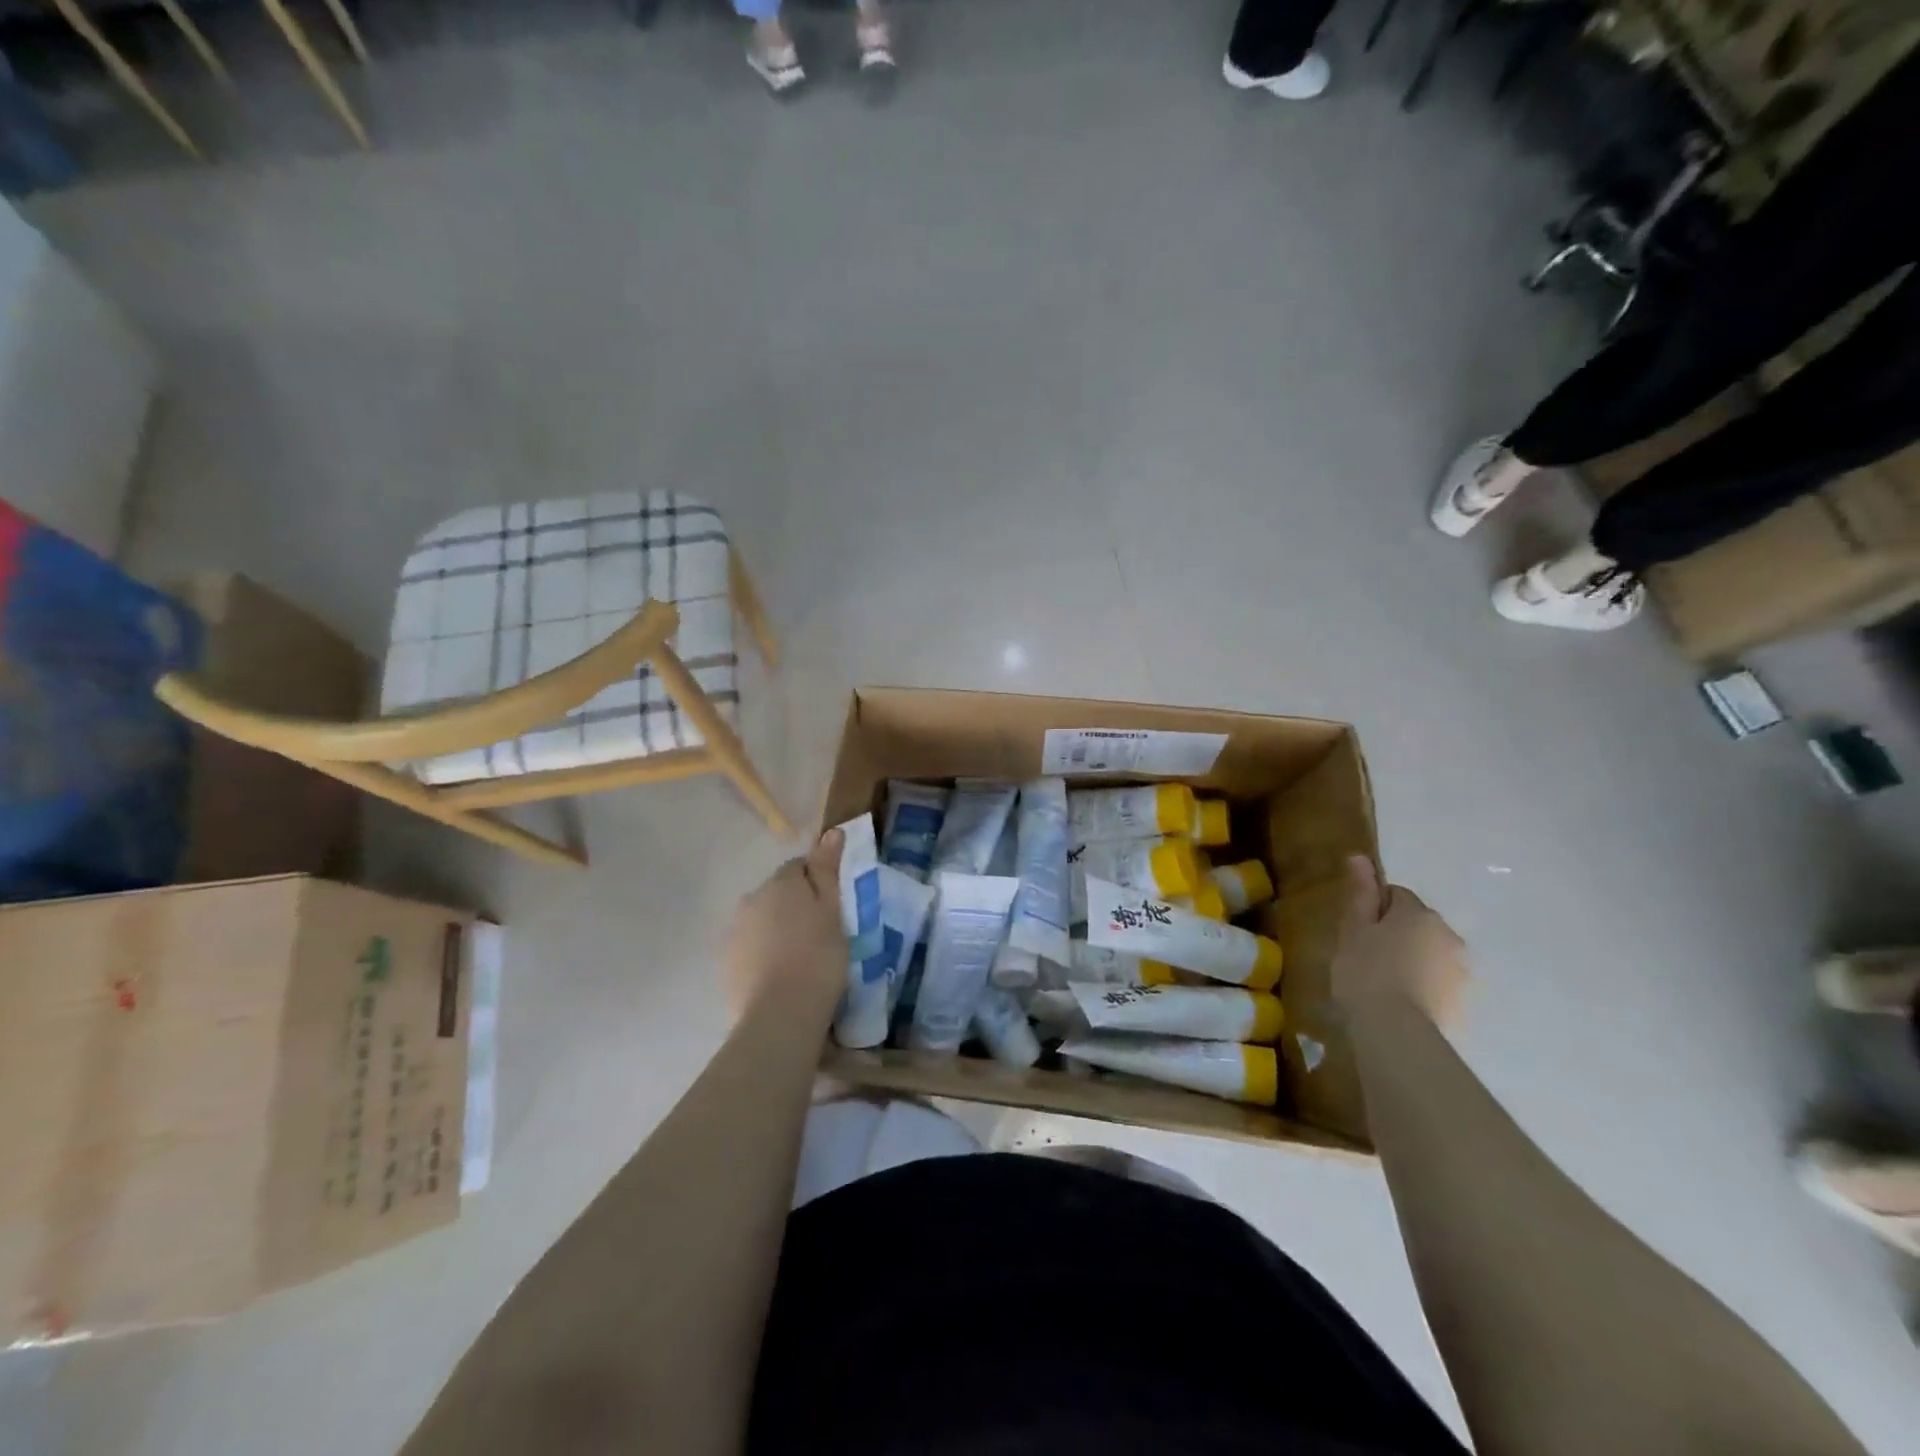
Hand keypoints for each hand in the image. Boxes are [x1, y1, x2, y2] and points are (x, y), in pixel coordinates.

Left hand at [725, 829, 847, 1017]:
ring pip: (762, 921)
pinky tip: (781, 976)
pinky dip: (764, 955)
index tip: (833, 906)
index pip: (799, 866)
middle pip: (777, 893)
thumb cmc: (818, 957)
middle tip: (821, 933)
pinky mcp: (726, 964)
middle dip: (795, 906)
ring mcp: (734, 932)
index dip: (817, 882)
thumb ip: (827, 870)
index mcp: (780, 883)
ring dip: (778, 930)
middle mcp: (751, 899)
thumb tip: (831, 831)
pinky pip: (750, 948)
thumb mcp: (833, 910)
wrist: (780, 1015)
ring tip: (801, 959)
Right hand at [1331, 856, 1467, 1027]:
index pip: (1395, 895)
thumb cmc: (1366, 971)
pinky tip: (1400, 1003)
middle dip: (1395, 934)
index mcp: (1420, 913)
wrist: (1397, 1033)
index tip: (1356, 930)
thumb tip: (1360, 857)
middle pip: (1417, 924)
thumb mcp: (1353, 929)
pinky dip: (1422, 986)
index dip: (1373, 909)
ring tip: (1382, 985)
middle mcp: (1449, 935)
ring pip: (1429, 953)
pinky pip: (1438, 982)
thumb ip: (1360, 893)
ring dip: (1411, 960)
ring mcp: (1461, 970)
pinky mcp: (1464, 1001)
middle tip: (1365, 956)